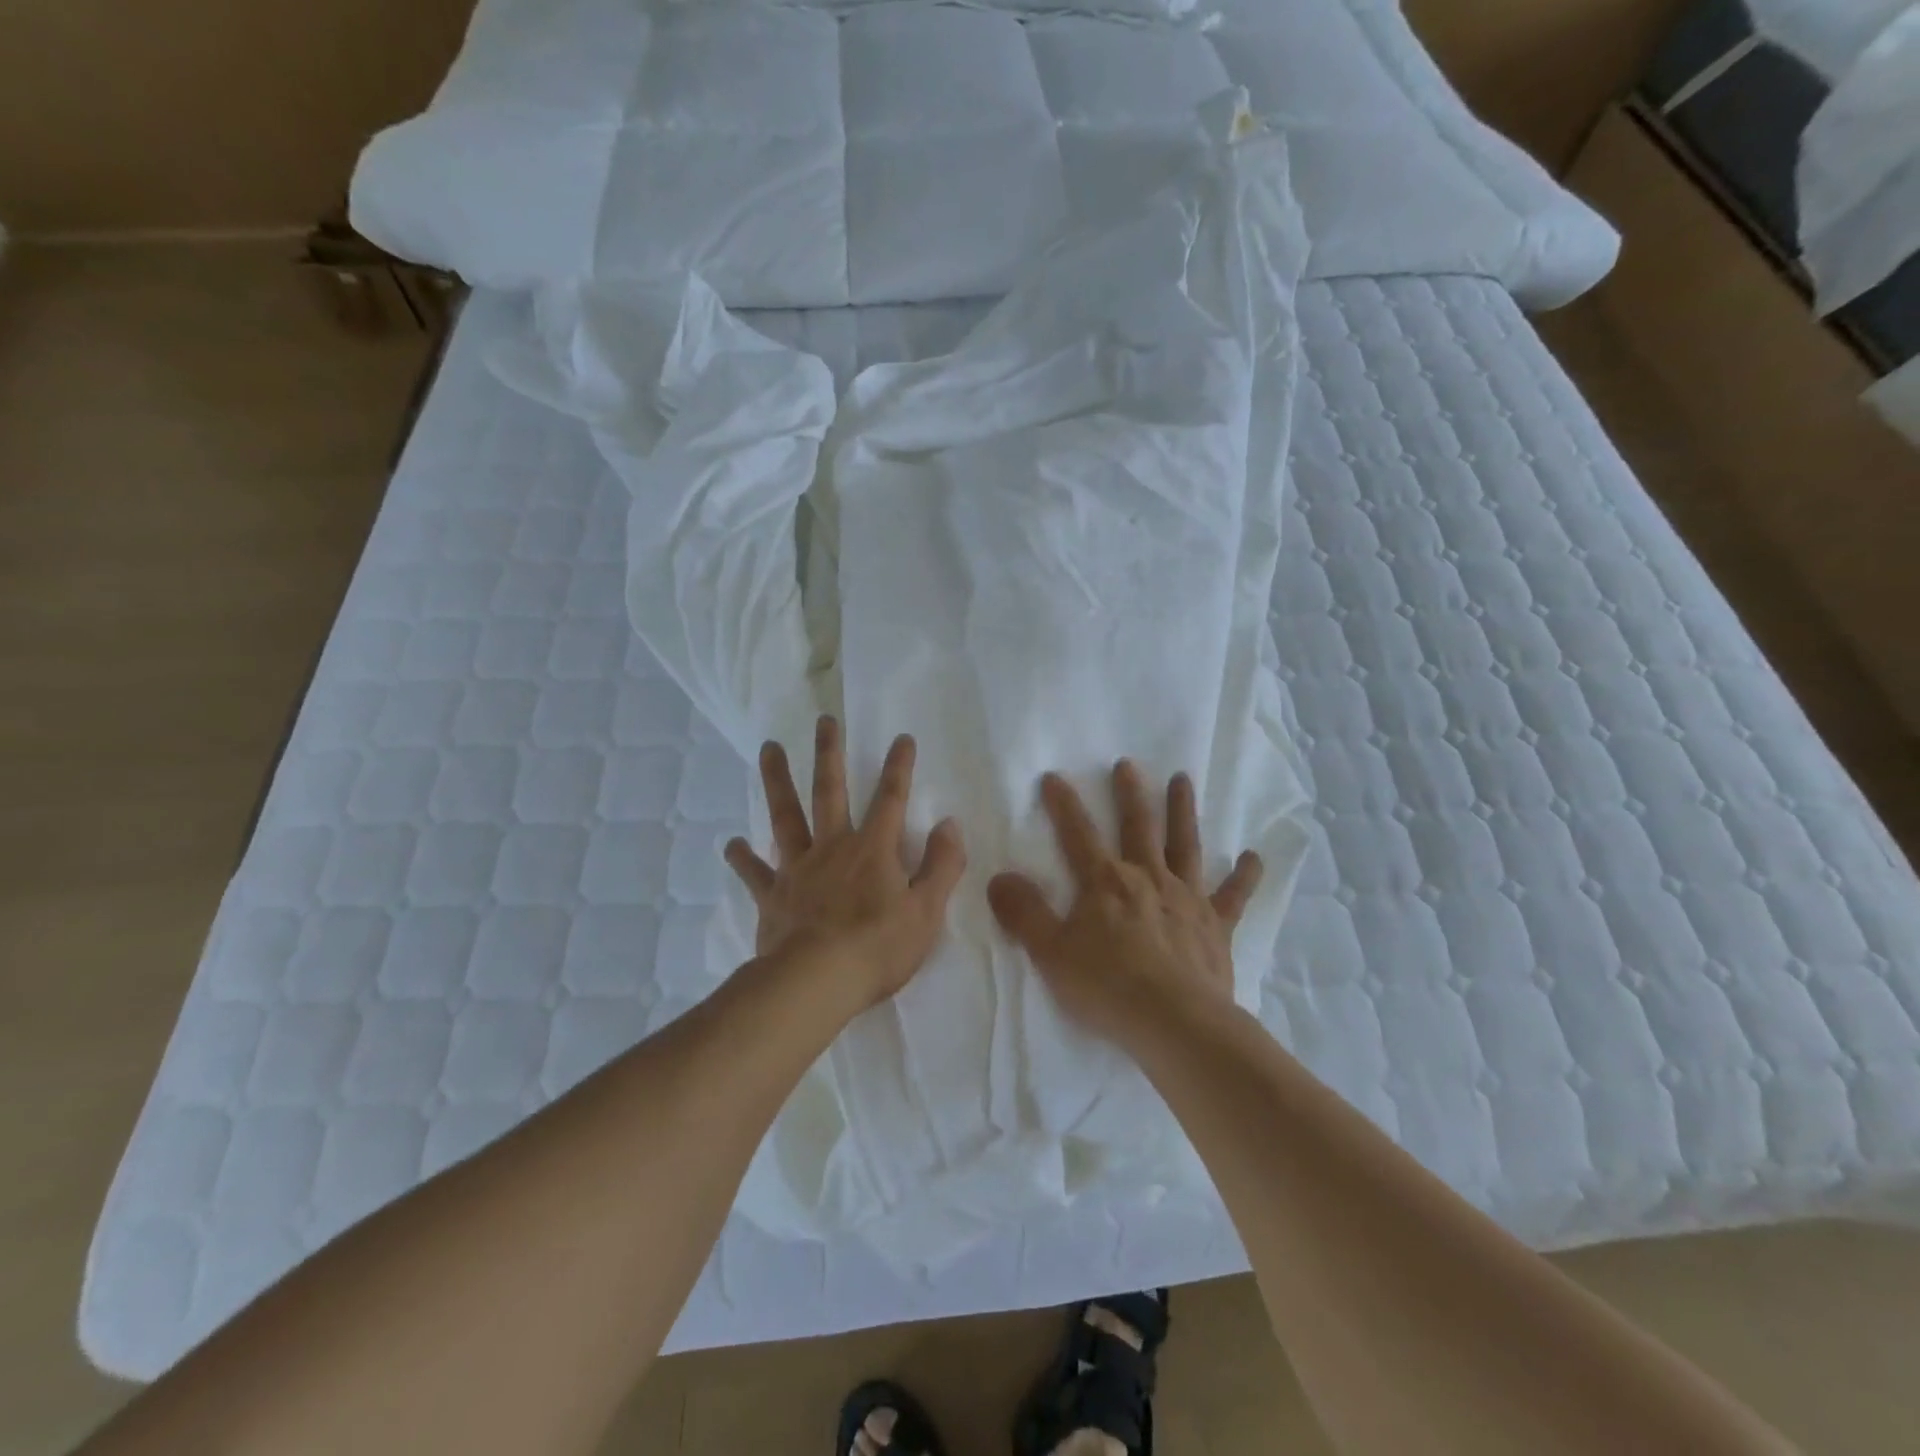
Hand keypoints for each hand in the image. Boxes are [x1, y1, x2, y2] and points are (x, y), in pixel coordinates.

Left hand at [724, 716, 966, 1009]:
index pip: (892, 798)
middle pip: (830, 791)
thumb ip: (942, 865)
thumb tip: (950, 824)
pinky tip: (731, 844)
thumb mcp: (927, 911)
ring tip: (768, 749)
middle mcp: (833, 848)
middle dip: (829, 753)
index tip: (902, 737)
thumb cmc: (878, 948)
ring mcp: (798, 869)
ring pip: (786, 816)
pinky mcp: (772, 896)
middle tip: (824, 720)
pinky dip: (743, 857)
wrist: (817, 982)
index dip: (899, 767)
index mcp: (873, 850)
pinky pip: (755, 872)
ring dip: (777, 781)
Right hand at [987, 761, 1262, 1043]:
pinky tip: (1254, 857)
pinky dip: (1244, 876)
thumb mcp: (1051, 953)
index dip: (1064, 804)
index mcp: (1105, 882)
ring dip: (1183, 811)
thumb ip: (1024, 913)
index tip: (1054, 777)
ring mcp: (1186, 899)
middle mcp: (1147, 878)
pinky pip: (1233, 896)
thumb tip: (999, 877)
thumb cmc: (1108, 987)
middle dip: (1130, 794)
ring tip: (1183, 780)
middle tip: (1128, 765)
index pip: (1078, 834)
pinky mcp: (1216, 926)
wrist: (1175, 1023)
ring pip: (1184, 845)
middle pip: (1138, 826)